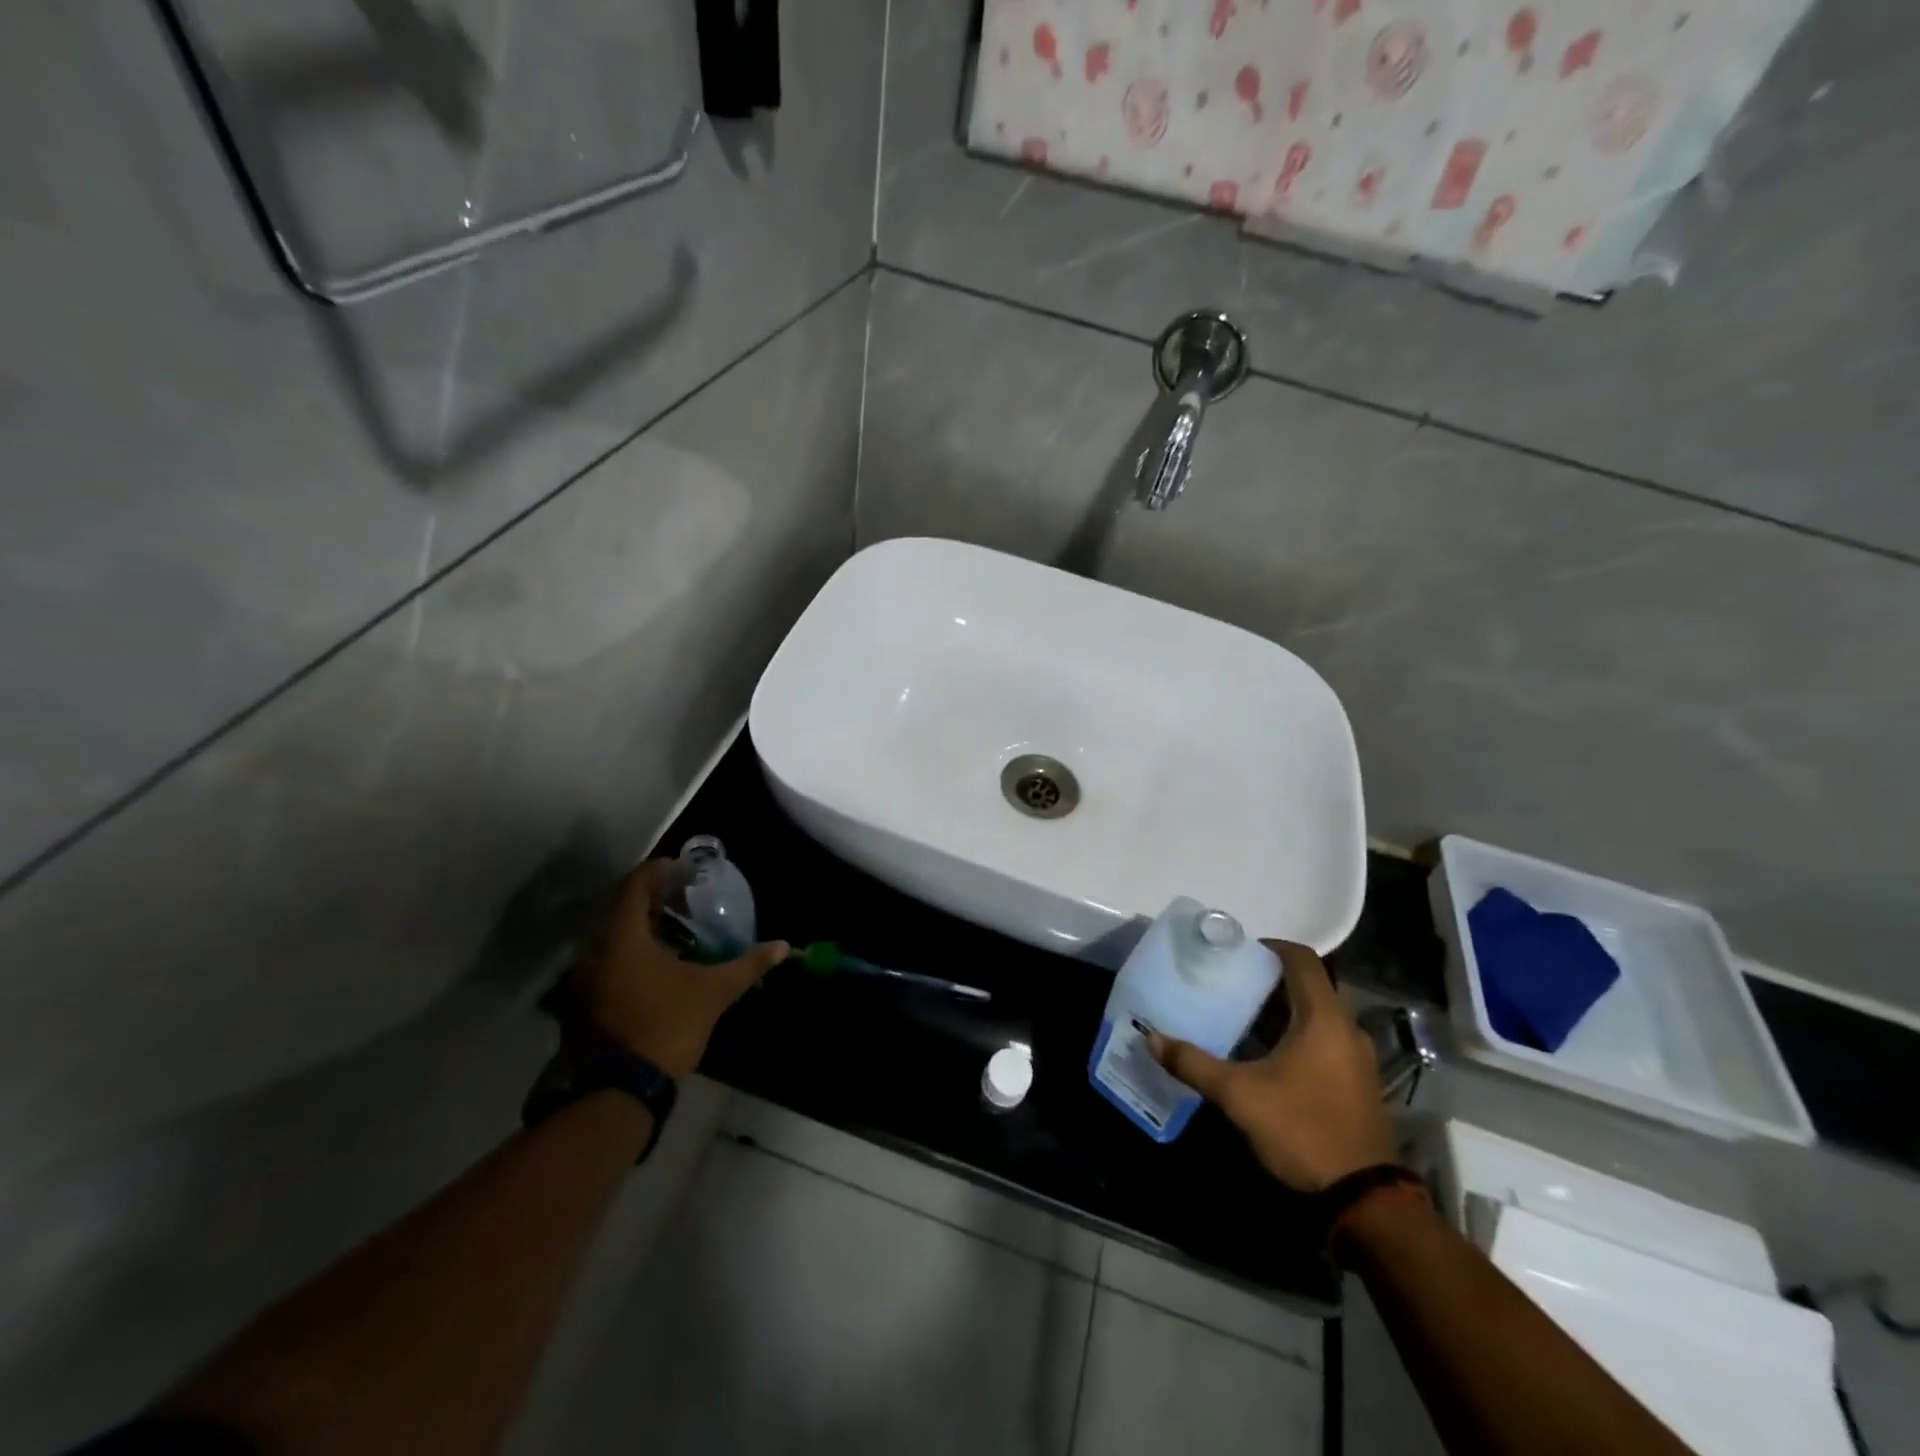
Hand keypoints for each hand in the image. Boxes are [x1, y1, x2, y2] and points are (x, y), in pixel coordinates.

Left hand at [571, 860, 788, 1077]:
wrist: (615, 1092)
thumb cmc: (666, 1027)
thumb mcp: (713, 993)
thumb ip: (747, 965)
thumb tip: (783, 946)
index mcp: (622, 938)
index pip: (635, 885)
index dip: (658, 870)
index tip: (681, 867)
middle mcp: (594, 951)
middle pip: (619, 909)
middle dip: (650, 898)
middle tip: (681, 897)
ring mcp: (582, 980)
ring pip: (609, 938)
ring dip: (637, 928)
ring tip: (671, 929)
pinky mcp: (580, 1004)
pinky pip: (604, 962)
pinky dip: (627, 954)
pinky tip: (652, 966)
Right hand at [1153, 941, 1396, 1192]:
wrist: (1364, 1200)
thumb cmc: (1302, 1130)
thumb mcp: (1239, 1095)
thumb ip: (1194, 1063)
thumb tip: (1152, 1038)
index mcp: (1324, 1018)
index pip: (1303, 960)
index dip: (1271, 948)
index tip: (1238, 952)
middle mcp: (1347, 1029)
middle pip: (1308, 986)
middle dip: (1269, 981)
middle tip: (1230, 983)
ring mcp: (1357, 1059)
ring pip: (1317, 1016)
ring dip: (1282, 1011)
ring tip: (1241, 1016)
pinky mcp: (1358, 1084)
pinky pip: (1325, 1041)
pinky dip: (1297, 1035)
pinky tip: (1267, 1055)